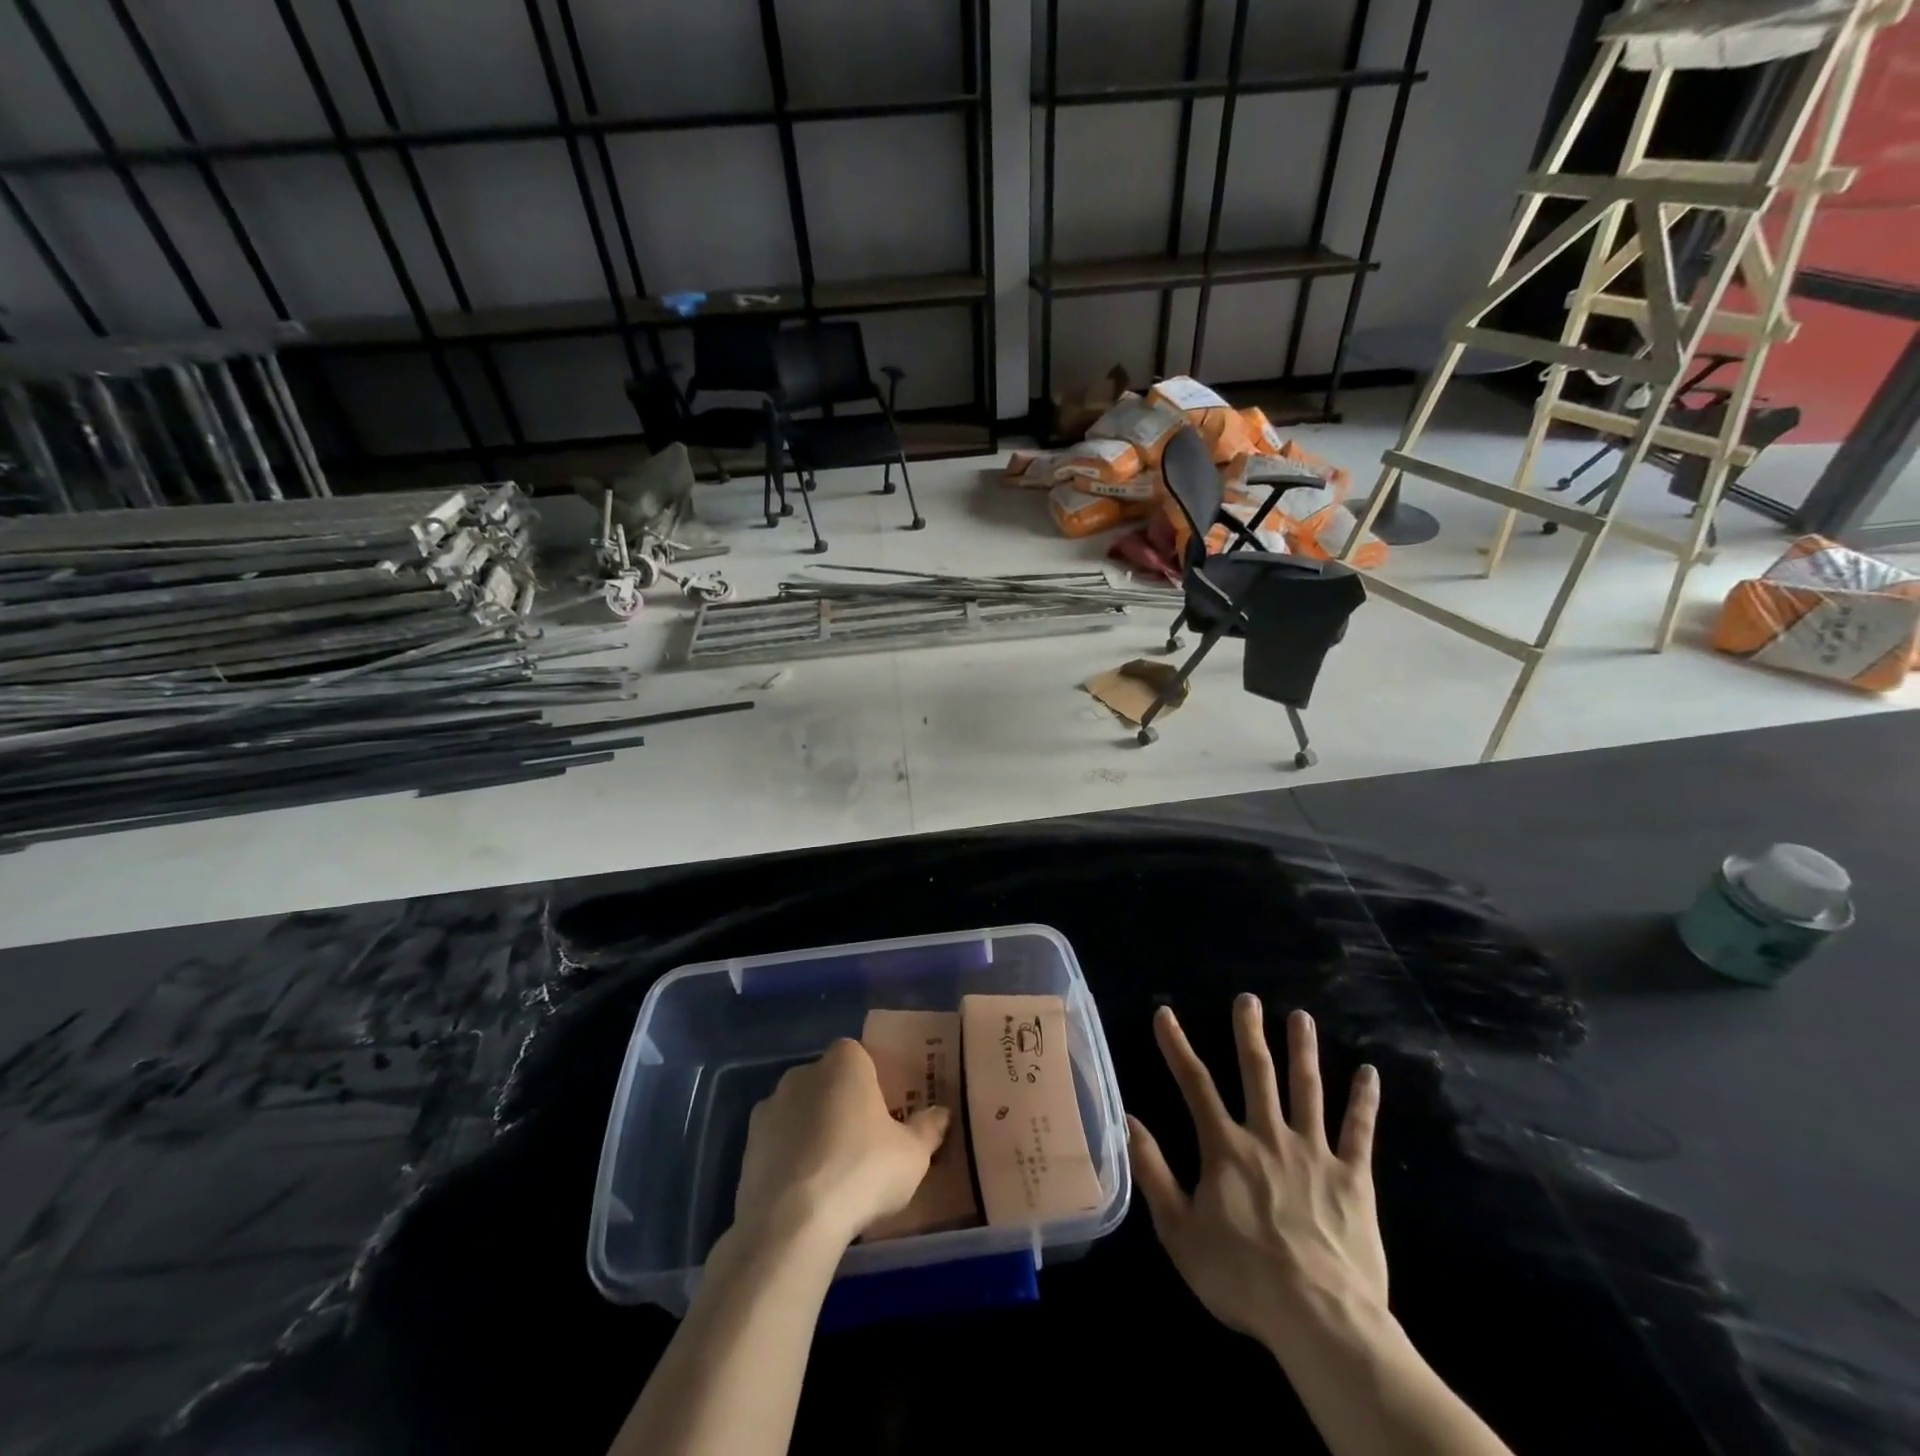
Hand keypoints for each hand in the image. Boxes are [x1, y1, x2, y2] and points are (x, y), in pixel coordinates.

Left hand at [729, 1039, 950, 1249]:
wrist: (791, 1224)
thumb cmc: (862, 1171)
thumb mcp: (912, 1155)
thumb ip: (928, 1129)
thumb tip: (941, 1113)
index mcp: (845, 1062)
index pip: (860, 1056)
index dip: (873, 1082)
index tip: (885, 1113)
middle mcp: (803, 1073)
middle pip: (828, 1081)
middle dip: (842, 1105)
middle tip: (863, 1144)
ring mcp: (769, 1108)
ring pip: (800, 1112)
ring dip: (812, 1132)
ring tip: (832, 1175)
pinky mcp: (747, 1146)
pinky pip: (778, 1143)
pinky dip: (790, 1159)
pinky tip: (805, 1193)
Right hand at [1128, 997, 1384, 1352]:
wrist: (1320, 1320)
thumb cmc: (1242, 1277)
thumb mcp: (1179, 1231)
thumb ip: (1153, 1172)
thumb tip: (1127, 1120)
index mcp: (1226, 1148)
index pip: (1195, 1084)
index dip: (1177, 1046)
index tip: (1165, 1014)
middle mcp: (1268, 1136)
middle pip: (1257, 1073)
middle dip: (1249, 1033)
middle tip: (1248, 999)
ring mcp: (1314, 1153)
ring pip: (1307, 1089)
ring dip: (1303, 1050)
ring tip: (1301, 1017)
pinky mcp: (1353, 1177)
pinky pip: (1359, 1131)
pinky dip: (1364, 1100)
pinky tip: (1369, 1072)